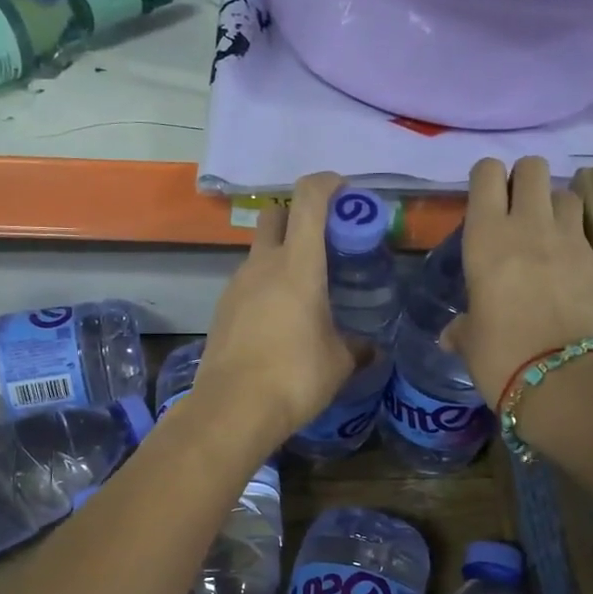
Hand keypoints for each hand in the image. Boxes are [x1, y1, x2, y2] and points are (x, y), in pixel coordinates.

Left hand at [193, 171, 357, 447]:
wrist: (232, 409)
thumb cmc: (295, 377)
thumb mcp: (339, 363)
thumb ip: (357, 347)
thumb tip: (370, 349)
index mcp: (298, 264)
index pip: (309, 200)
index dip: (327, 184)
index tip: (345, 192)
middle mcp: (262, 264)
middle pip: (275, 215)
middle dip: (299, 216)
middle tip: (324, 243)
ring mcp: (236, 285)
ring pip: (259, 251)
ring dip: (282, 256)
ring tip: (305, 290)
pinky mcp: (222, 309)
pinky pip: (248, 282)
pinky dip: (266, 285)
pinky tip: (280, 319)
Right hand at [444, 156, 592, 404]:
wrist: (566, 381)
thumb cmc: (501, 357)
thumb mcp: (470, 341)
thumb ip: (462, 328)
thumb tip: (451, 335)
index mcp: (487, 237)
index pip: (487, 173)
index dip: (486, 180)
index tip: (483, 202)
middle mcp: (530, 226)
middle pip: (532, 167)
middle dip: (523, 181)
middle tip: (515, 212)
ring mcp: (572, 241)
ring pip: (566, 193)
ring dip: (554, 207)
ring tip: (545, 236)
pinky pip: (587, 236)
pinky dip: (576, 244)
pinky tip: (568, 274)